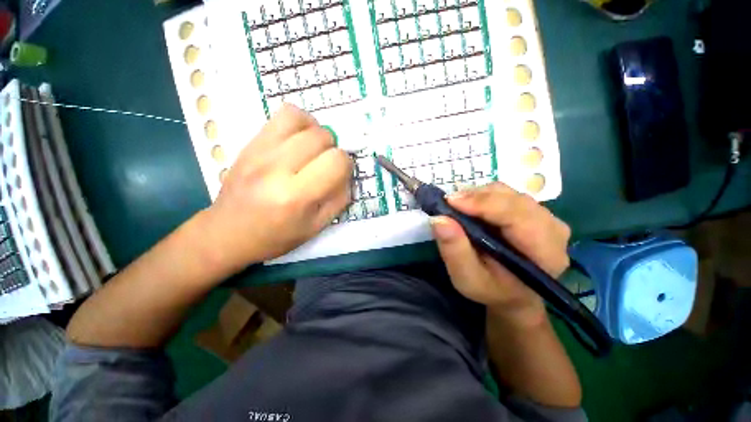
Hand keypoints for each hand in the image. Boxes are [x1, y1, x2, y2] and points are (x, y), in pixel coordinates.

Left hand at [202, 104, 352, 272]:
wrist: (227, 232)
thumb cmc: (276, 236)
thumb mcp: (316, 227)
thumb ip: (339, 199)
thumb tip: (347, 173)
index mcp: (296, 196)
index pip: (336, 161)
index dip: (346, 165)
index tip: (340, 174)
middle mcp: (276, 168)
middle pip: (322, 137)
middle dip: (332, 149)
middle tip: (325, 164)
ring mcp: (259, 151)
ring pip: (302, 119)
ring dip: (317, 132)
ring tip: (313, 149)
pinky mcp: (250, 143)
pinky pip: (282, 115)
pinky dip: (299, 122)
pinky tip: (298, 140)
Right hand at [430, 183, 570, 324]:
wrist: (512, 294)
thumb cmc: (490, 290)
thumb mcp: (467, 278)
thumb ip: (454, 250)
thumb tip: (439, 219)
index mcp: (544, 252)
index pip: (517, 215)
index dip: (483, 203)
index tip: (450, 201)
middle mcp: (553, 229)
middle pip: (513, 199)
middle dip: (477, 197)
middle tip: (449, 203)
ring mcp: (546, 217)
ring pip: (509, 193)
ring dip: (479, 195)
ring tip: (457, 206)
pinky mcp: (533, 212)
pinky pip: (507, 194)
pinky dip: (484, 196)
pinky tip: (470, 207)